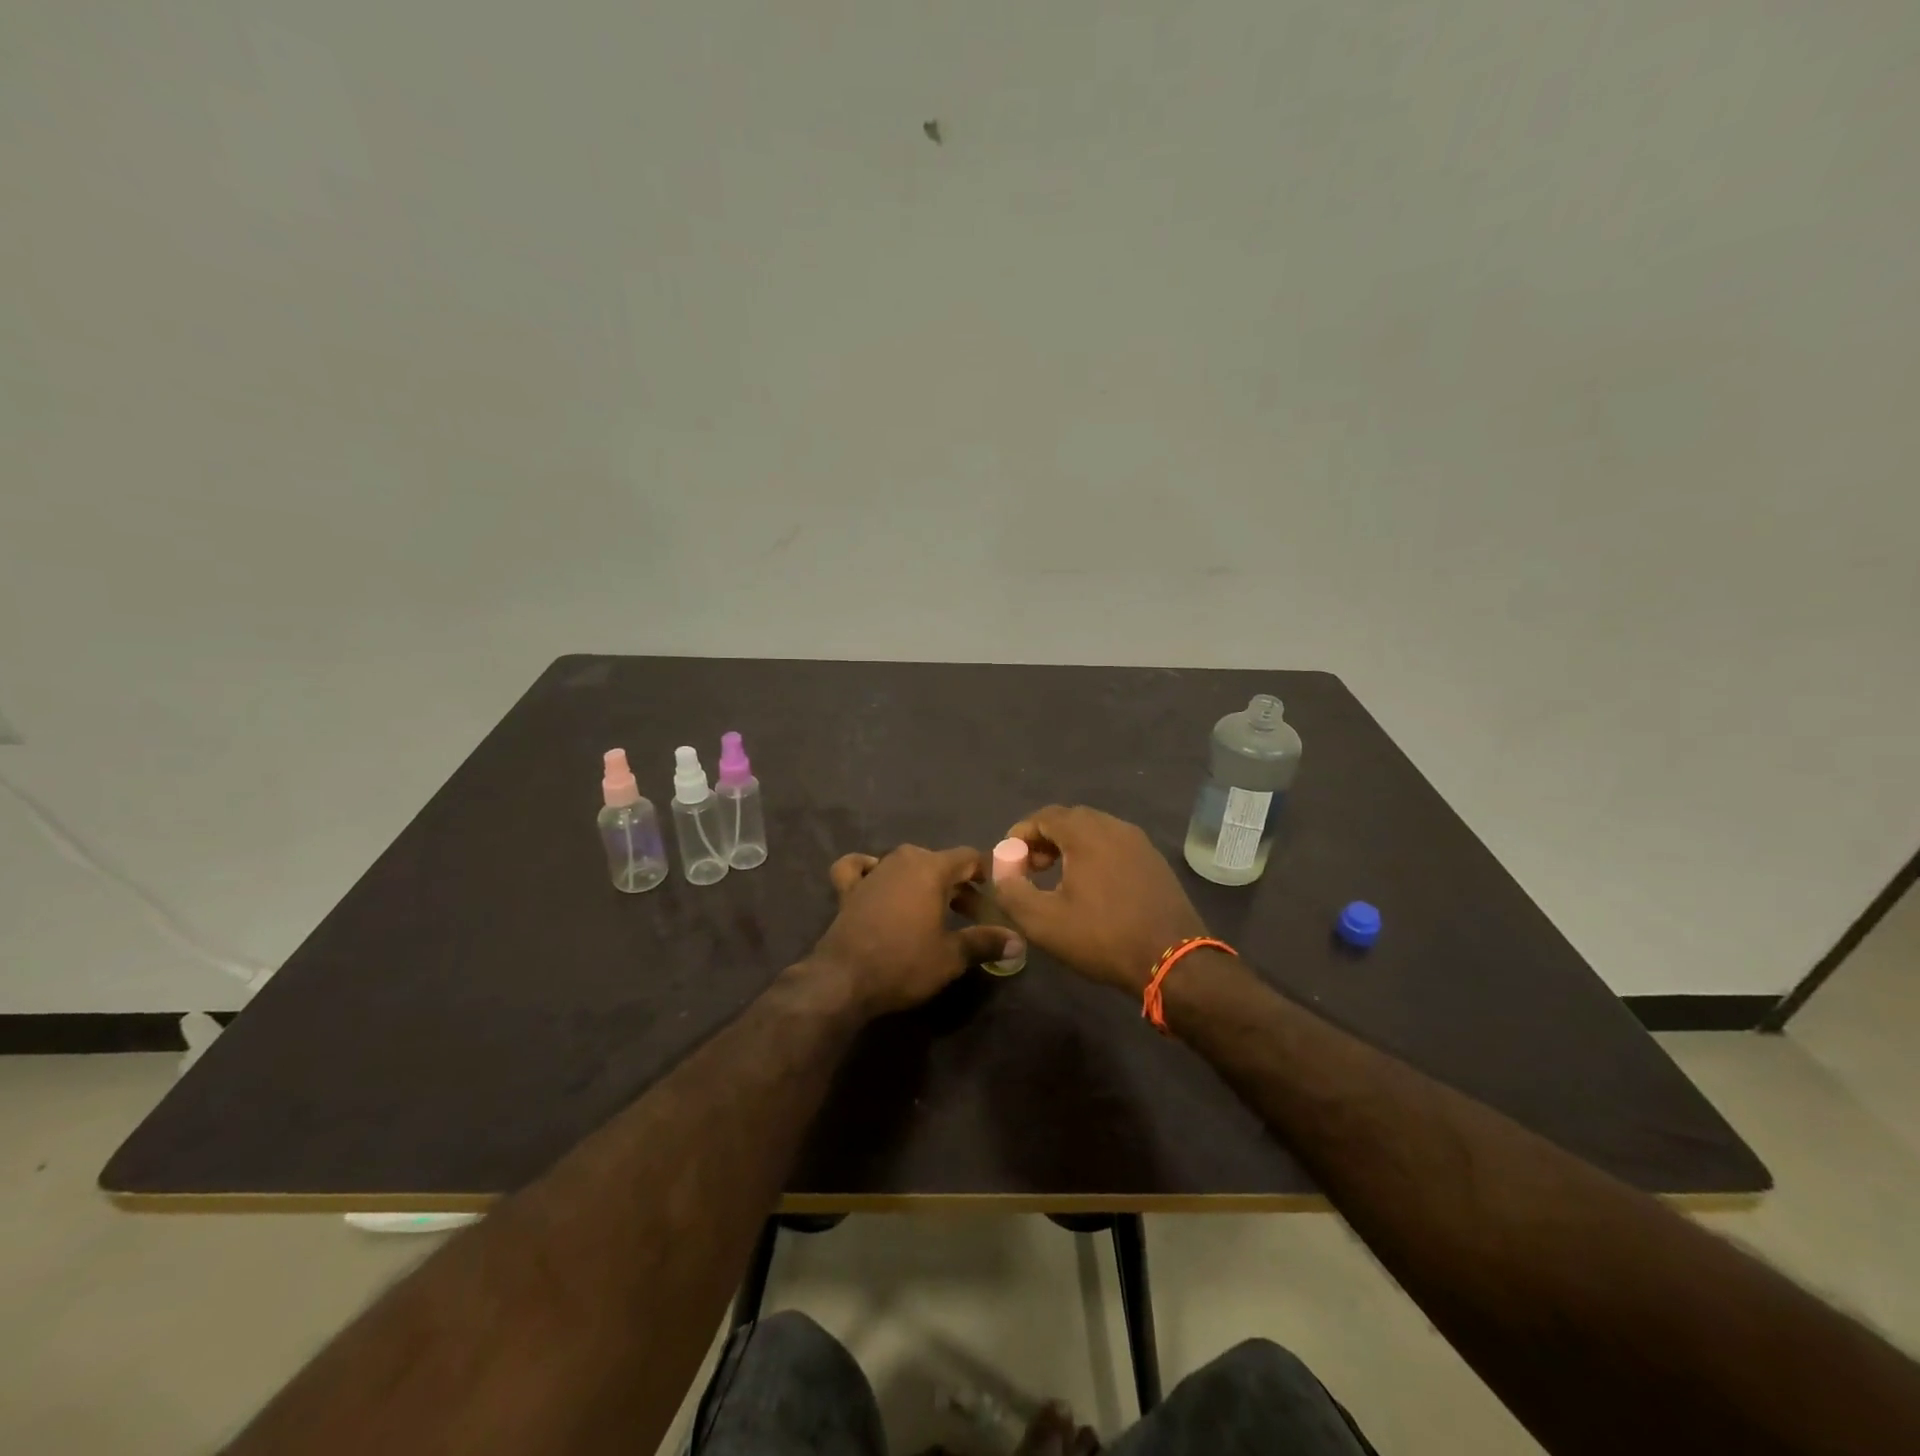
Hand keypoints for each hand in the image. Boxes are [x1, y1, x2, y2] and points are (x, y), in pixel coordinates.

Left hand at [811, 845, 1022, 1015]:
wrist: (844, 979)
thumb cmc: (904, 963)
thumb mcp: (952, 956)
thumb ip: (986, 942)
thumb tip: (1018, 941)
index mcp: (932, 868)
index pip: (968, 857)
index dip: (985, 874)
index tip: (993, 897)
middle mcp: (902, 860)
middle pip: (939, 862)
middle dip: (956, 884)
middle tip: (969, 915)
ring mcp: (872, 871)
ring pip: (904, 864)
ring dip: (921, 881)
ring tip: (932, 908)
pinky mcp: (848, 888)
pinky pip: (858, 867)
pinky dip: (867, 869)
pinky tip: (874, 879)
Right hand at [993, 805, 1206, 995]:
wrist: (1173, 960)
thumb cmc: (1103, 937)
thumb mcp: (1043, 922)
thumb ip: (1012, 891)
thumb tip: (1002, 870)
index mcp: (1087, 834)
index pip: (1045, 815)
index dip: (1021, 833)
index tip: (1009, 859)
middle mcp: (1115, 827)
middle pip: (1071, 819)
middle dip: (1045, 838)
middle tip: (1032, 868)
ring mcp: (1140, 843)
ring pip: (1095, 831)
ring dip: (1071, 846)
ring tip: (1059, 877)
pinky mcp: (1155, 861)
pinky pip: (1116, 845)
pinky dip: (1095, 854)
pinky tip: (1092, 887)